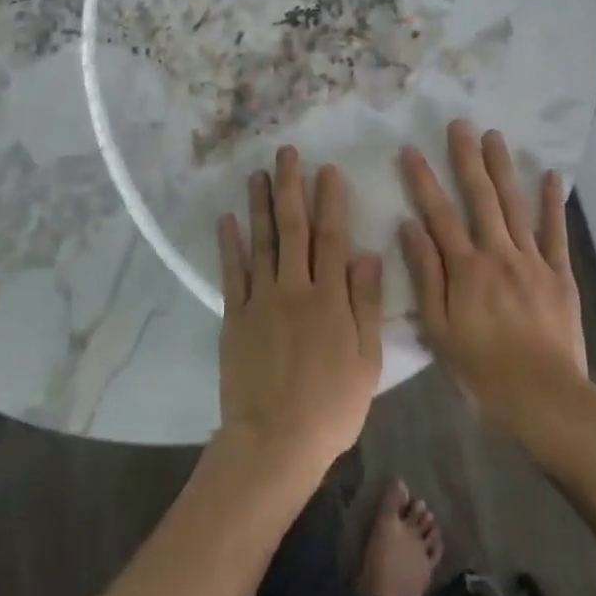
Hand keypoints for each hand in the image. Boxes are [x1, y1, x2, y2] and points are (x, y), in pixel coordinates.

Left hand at [214, 147, 383, 494]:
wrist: (275, 441)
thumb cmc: (331, 406)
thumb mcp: (367, 360)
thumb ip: (365, 303)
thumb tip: (367, 253)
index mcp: (330, 298)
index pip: (332, 237)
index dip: (330, 201)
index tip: (328, 170)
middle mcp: (295, 288)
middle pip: (293, 228)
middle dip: (291, 188)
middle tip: (287, 154)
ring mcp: (261, 300)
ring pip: (261, 242)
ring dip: (260, 204)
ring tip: (258, 174)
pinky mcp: (235, 316)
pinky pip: (232, 272)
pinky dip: (230, 244)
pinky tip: (228, 219)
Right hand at [399, 121, 594, 447]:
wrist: (545, 399)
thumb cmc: (482, 370)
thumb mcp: (439, 330)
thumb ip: (426, 275)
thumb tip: (409, 227)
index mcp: (465, 269)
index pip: (438, 214)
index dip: (423, 180)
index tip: (411, 149)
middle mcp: (498, 254)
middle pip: (480, 197)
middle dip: (467, 158)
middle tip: (460, 124)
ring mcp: (532, 261)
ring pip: (515, 205)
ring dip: (503, 168)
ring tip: (495, 135)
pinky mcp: (559, 274)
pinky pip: (556, 232)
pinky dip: (553, 202)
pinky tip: (552, 174)